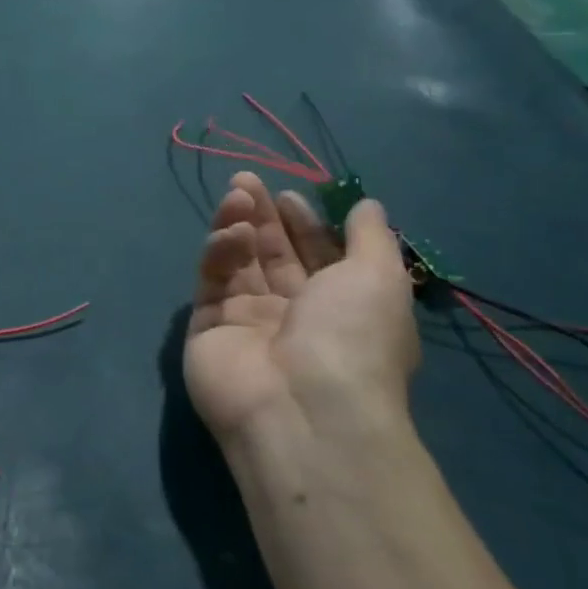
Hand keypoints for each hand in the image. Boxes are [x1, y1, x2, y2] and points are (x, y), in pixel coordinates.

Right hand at [185, 172, 419, 450]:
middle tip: (246, 180)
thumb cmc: (352, 338)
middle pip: (271, 254)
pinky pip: (213, 281)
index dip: (303, 224)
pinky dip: (220, 253)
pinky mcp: (207, 328)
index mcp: (338, 307)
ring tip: (237, 195)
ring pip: (238, 262)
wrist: (304, 407)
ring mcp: (246, 322)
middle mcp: (292, 314)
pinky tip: (230, 235)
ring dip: (237, 224)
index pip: (314, 256)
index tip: (289, 195)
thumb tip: (368, 204)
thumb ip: (370, 236)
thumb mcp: (380, 278)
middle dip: (261, 215)